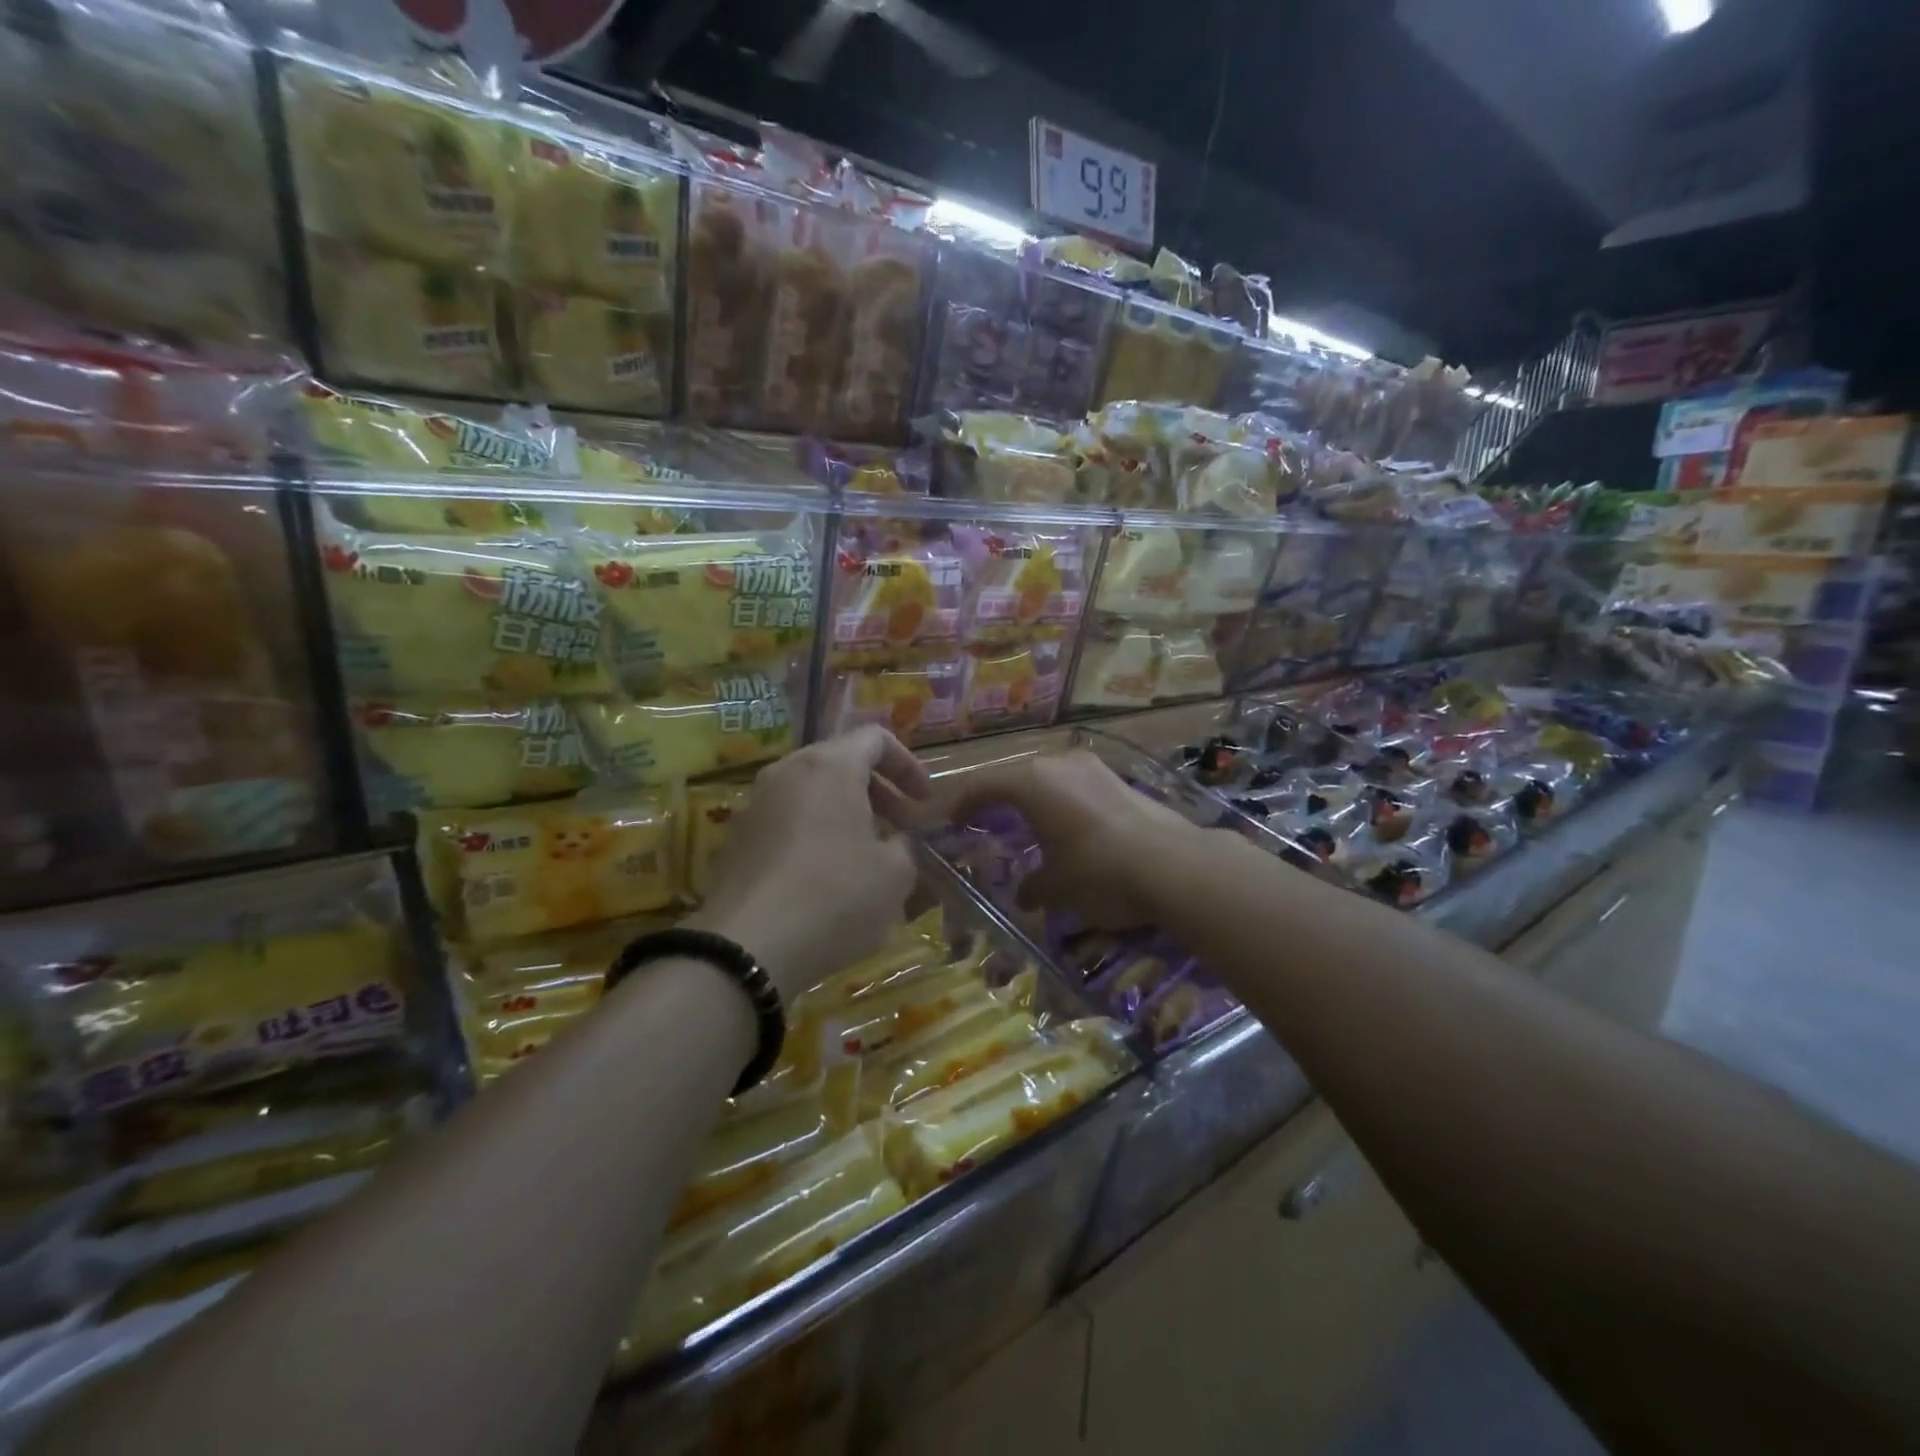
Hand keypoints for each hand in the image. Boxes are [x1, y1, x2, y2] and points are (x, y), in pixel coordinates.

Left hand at [690, 727, 928, 1001]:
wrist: (747, 947)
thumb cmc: (834, 896)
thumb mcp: (895, 874)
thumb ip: (907, 846)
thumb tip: (899, 841)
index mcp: (830, 766)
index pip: (875, 738)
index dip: (908, 765)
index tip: (924, 802)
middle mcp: (788, 772)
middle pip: (841, 761)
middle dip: (878, 791)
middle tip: (901, 828)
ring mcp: (757, 804)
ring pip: (812, 792)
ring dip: (846, 813)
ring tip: (867, 854)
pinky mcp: (738, 838)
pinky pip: (788, 820)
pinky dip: (816, 833)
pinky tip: (827, 878)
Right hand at [945, 750, 1201, 929]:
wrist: (1173, 865)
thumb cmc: (1097, 872)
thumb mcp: (1055, 888)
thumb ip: (1032, 887)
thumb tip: (1025, 894)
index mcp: (1031, 783)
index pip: (983, 785)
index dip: (964, 803)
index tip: (953, 820)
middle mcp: (1059, 764)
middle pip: (1016, 776)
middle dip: (999, 798)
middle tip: (987, 820)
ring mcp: (1093, 768)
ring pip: (1050, 778)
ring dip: (1035, 798)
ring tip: (1029, 823)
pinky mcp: (1120, 779)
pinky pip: (1077, 785)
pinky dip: (1064, 802)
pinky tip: (1070, 826)